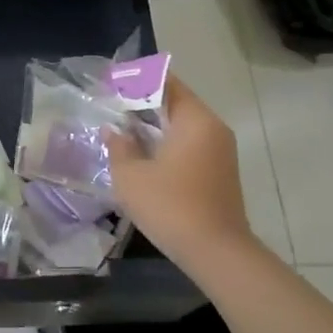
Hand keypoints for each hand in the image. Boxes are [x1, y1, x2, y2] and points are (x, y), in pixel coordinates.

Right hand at [105, 76, 253, 272]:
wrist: (217, 253)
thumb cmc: (171, 206)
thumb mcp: (131, 176)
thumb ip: (119, 146)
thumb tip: (114, 130)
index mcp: (195, 119)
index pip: (166, 83)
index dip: (137, 79)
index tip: (113, 81)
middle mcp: (213, 128)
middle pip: (175, 102)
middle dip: (143, 103)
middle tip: (112, 107)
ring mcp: (221, 151)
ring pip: (183, 125)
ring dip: (155, 125)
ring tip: (123, 131)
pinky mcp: (220, 172)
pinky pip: (190, 144)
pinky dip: (168, 143)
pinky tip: (144, 156)